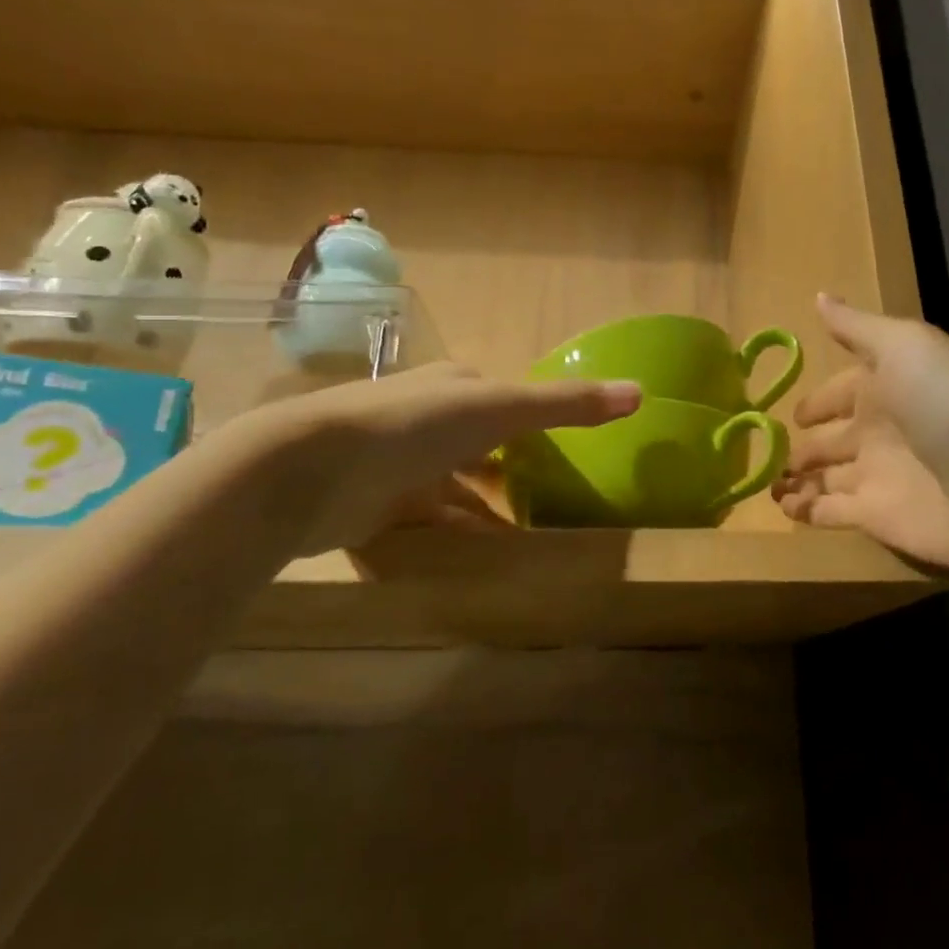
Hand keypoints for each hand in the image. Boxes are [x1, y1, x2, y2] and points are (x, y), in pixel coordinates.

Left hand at [232, 362, 639, 558]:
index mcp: (452, 387)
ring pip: (452, 488)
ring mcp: (396, 464)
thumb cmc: (413, 427)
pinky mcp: (373, 507)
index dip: (531, 420)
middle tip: (549, 500)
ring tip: (523, 539)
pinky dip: (451, 538)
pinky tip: (476, 562)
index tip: (564, 452)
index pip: (501, 399)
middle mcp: (424, 419)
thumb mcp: (499, 410)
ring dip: (482, 510)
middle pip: (477, 445)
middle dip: (507, 469)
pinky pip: (425, 524)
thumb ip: (566, 404)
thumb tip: (640, 392)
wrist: (309, 471)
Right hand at [773, 295, 948, 578]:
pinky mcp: (877, 518)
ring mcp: (877, 476)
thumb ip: (856, 328)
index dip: (817, 401)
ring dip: (796, 479)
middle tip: (763, 450)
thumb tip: (819, 296)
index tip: (790, 412)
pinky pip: (830, 512)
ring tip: (765, 483)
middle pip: (831, 438)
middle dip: (801, 444)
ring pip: (825, 477)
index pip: (840, 392)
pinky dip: (806, 511)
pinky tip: (782, 508)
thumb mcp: (904, 346)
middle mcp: (879, 431)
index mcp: (886, 387)